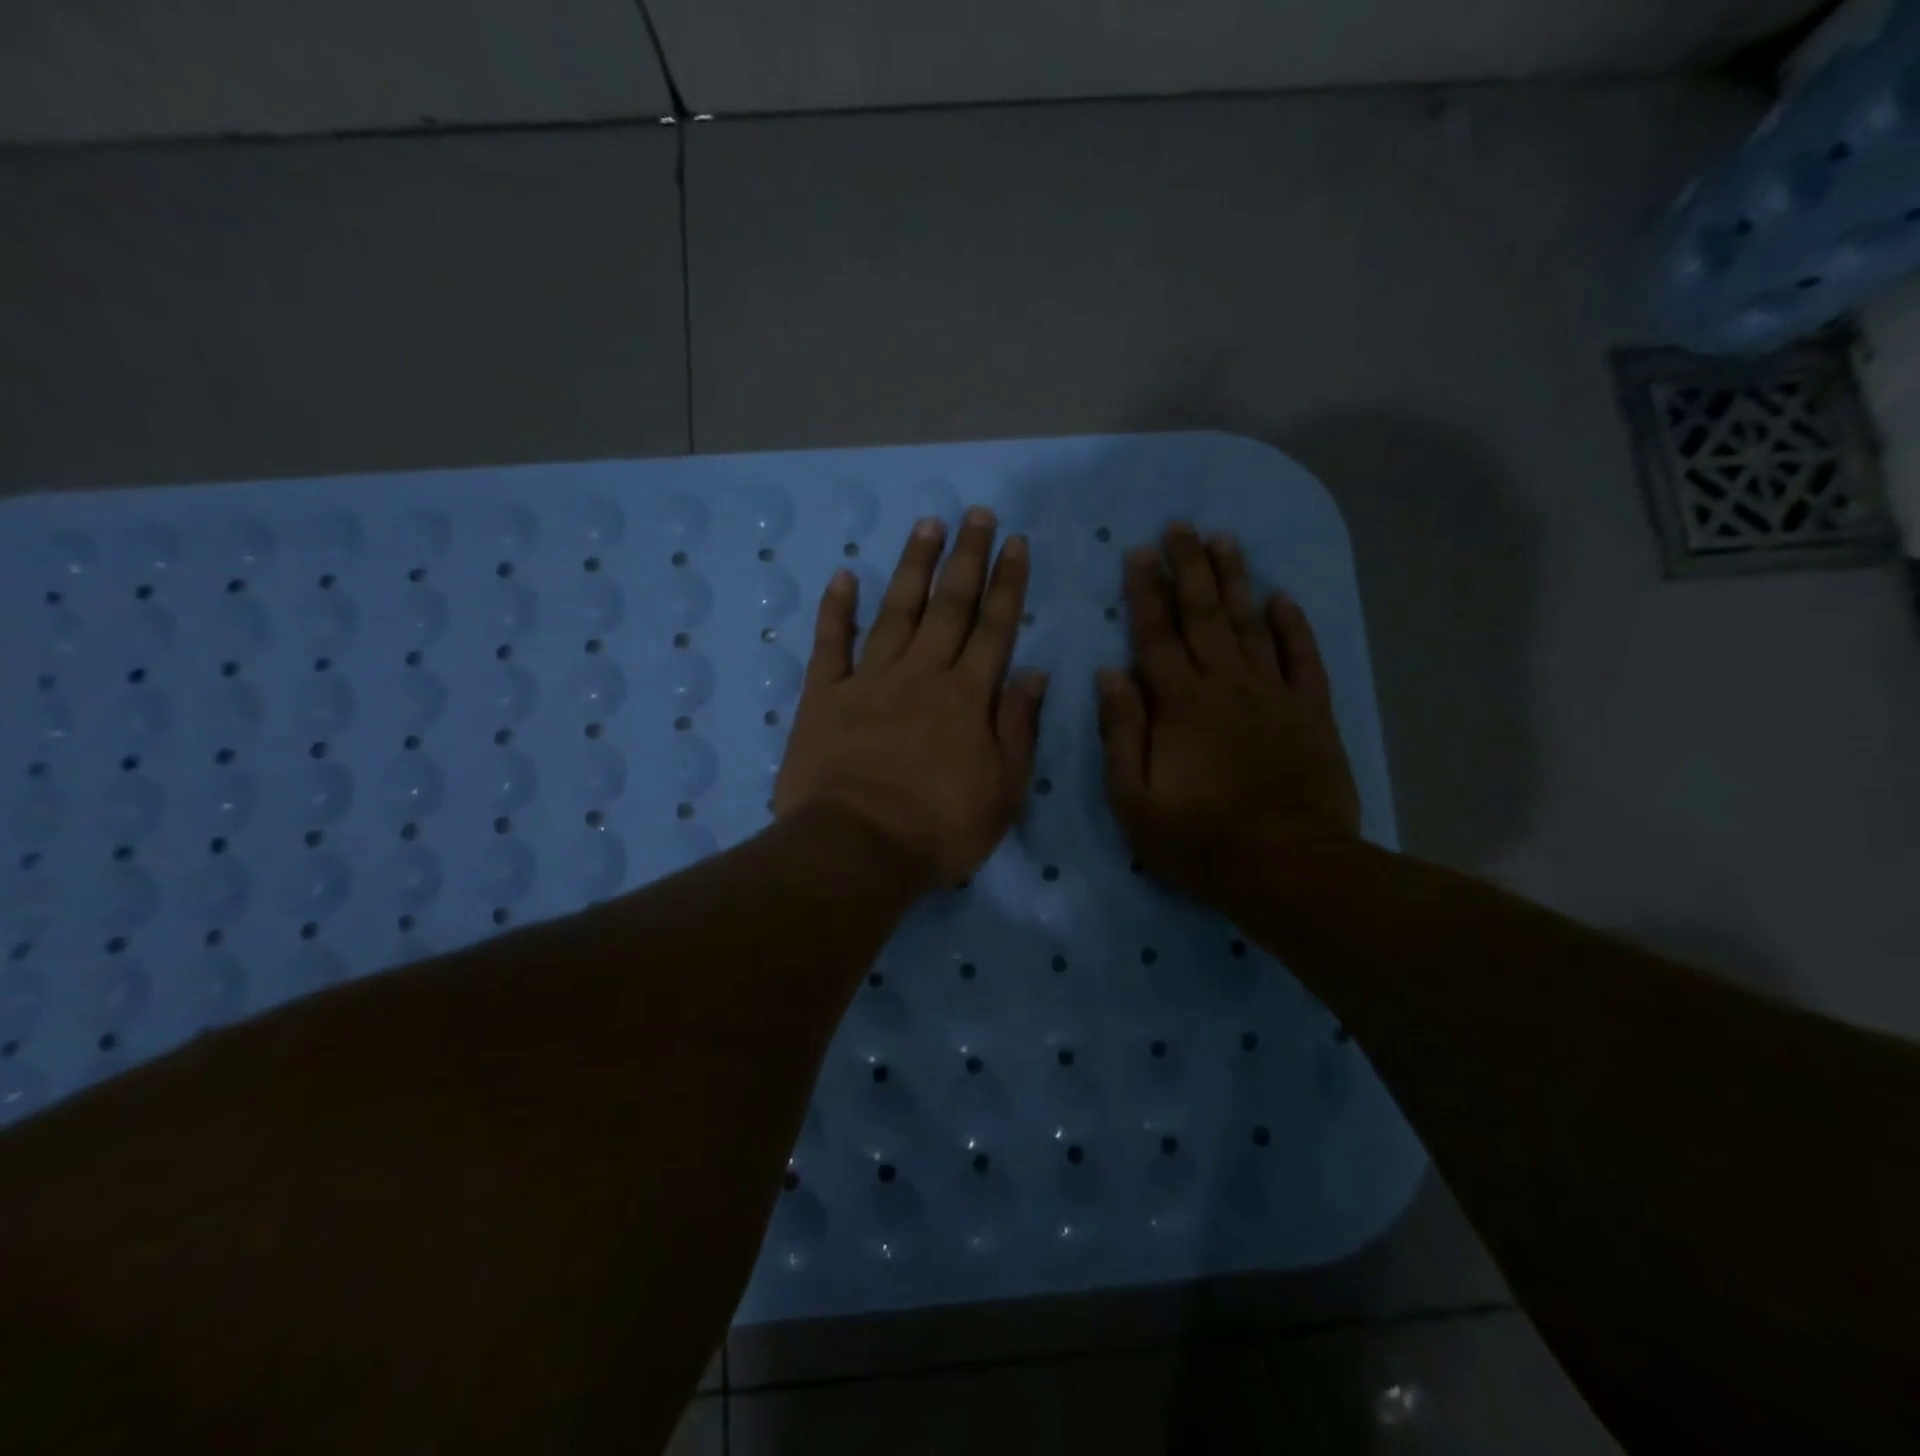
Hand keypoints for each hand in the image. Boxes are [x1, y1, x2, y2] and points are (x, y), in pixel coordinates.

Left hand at [774, 507, 1046, 884]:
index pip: (995, 629)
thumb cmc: (939, 830)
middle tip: (976, 514)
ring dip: (913, 567)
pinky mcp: (825, 697)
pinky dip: (837, 609)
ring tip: (927, 525)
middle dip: (967, 558)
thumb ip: (1018, 728)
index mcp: (968, 698)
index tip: (1015, 543)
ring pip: (897, 612)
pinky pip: (831, 644)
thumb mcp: (1003, 791)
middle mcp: (922, 675)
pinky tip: (845, 575)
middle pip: (949, 607)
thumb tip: (1034, 674)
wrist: (858, 849)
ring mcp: (870, 681)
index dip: (1008, 584)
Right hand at [1098, 524, 1360, 906]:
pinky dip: (1294, 625)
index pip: (1156, 635)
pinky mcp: (1311, 712)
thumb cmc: (1199, 839)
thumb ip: (1121, 732)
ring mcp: (1273, 695)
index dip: (1145, 592)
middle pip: (1205, 615)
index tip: (1139, 552)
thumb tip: (1111, 674)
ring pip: (1252, 624)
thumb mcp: (1134, 798)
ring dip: (1236, 580)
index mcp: (1179, 704)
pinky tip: (1284, 597)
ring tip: (1224, 541)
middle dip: (1189, 567)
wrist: (1288, 867)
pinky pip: (1303, 658)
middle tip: (1181, 525)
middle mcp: (1226, 685)